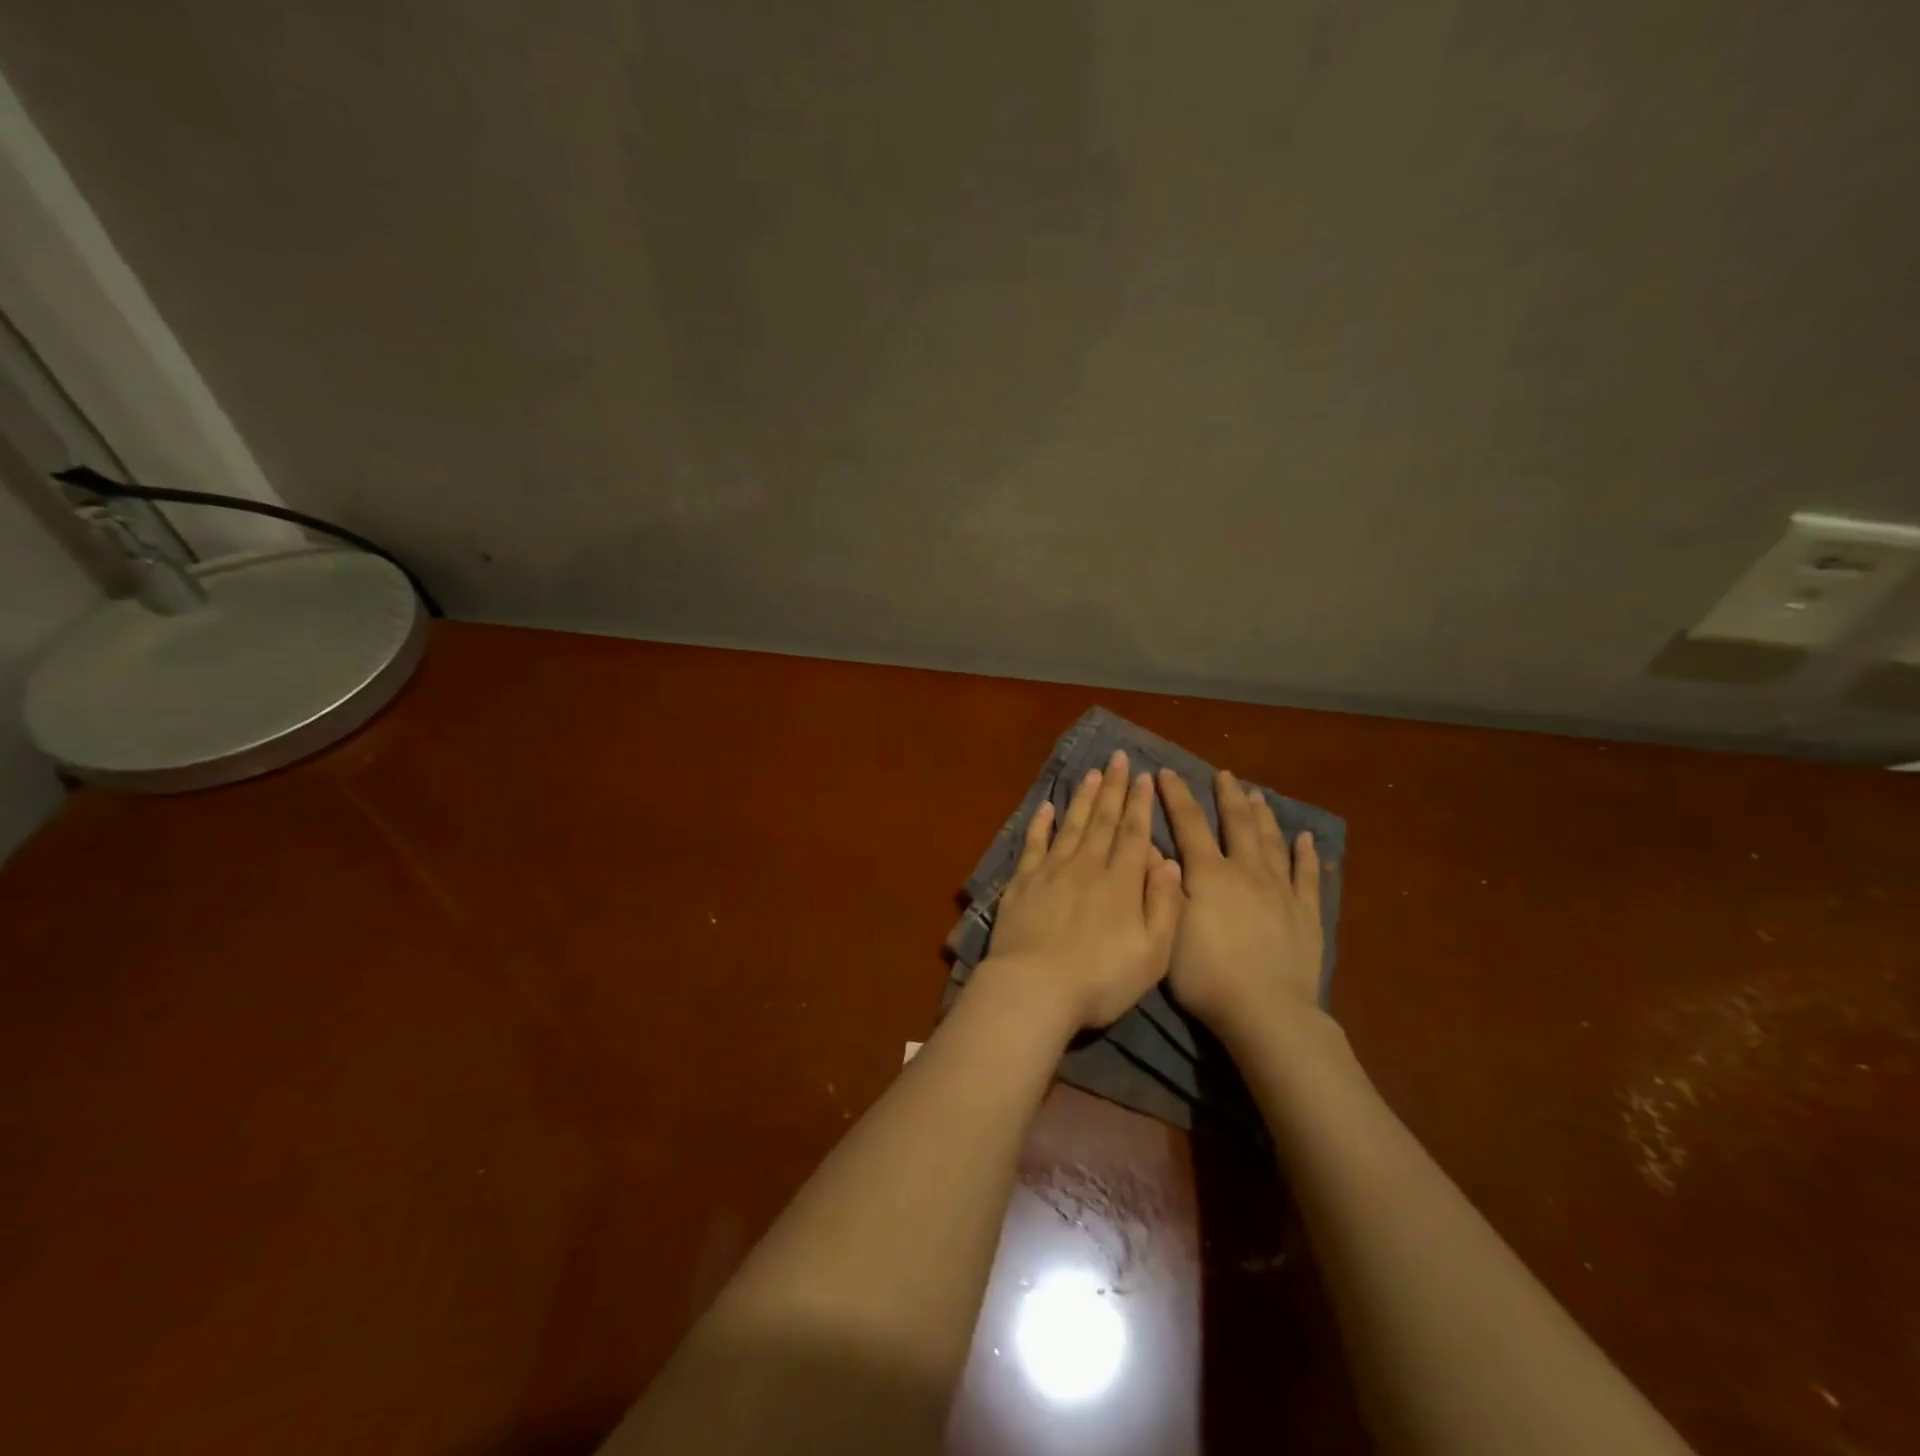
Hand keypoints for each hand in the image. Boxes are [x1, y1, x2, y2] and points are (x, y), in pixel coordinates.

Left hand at [981, 750, 1185, 1030]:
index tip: (1144, 777)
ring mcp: (1051, 871)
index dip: (1140, 804)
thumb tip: (1171, 863)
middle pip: (1103, 820)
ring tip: (1092, 773)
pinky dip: (1041, 823)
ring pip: (1072, 824)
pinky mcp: (1022, 882)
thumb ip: (1166, 905)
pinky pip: (1034, 843)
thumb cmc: (1100, 979)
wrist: (1035, 988)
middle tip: (1119, 758)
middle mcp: (1087, 866)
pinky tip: (1047, 806)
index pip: (1135, 833)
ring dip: (1084, 797)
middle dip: (1114, 788)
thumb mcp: (1153, 954)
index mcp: (1122, 882)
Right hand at [1157, 766, 1325, 1041]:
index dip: (1176, 796)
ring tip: (1257, 794)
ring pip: (1271, 841)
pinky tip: (1306, 838)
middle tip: (1224, 774)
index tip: (1166, 772)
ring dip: (1263, 815)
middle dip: (1228, 796)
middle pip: (1237, 823)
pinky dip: (1306, 854)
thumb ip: (1163, 885)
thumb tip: (1154, 847)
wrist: (1265, 1011)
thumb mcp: (1167, 929)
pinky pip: (1307, 875)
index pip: (1189, 823)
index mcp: (1208, 874)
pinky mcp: (1306, 913)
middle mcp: (1245, 871)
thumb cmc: (1205, 975)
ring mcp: (1280, 890)